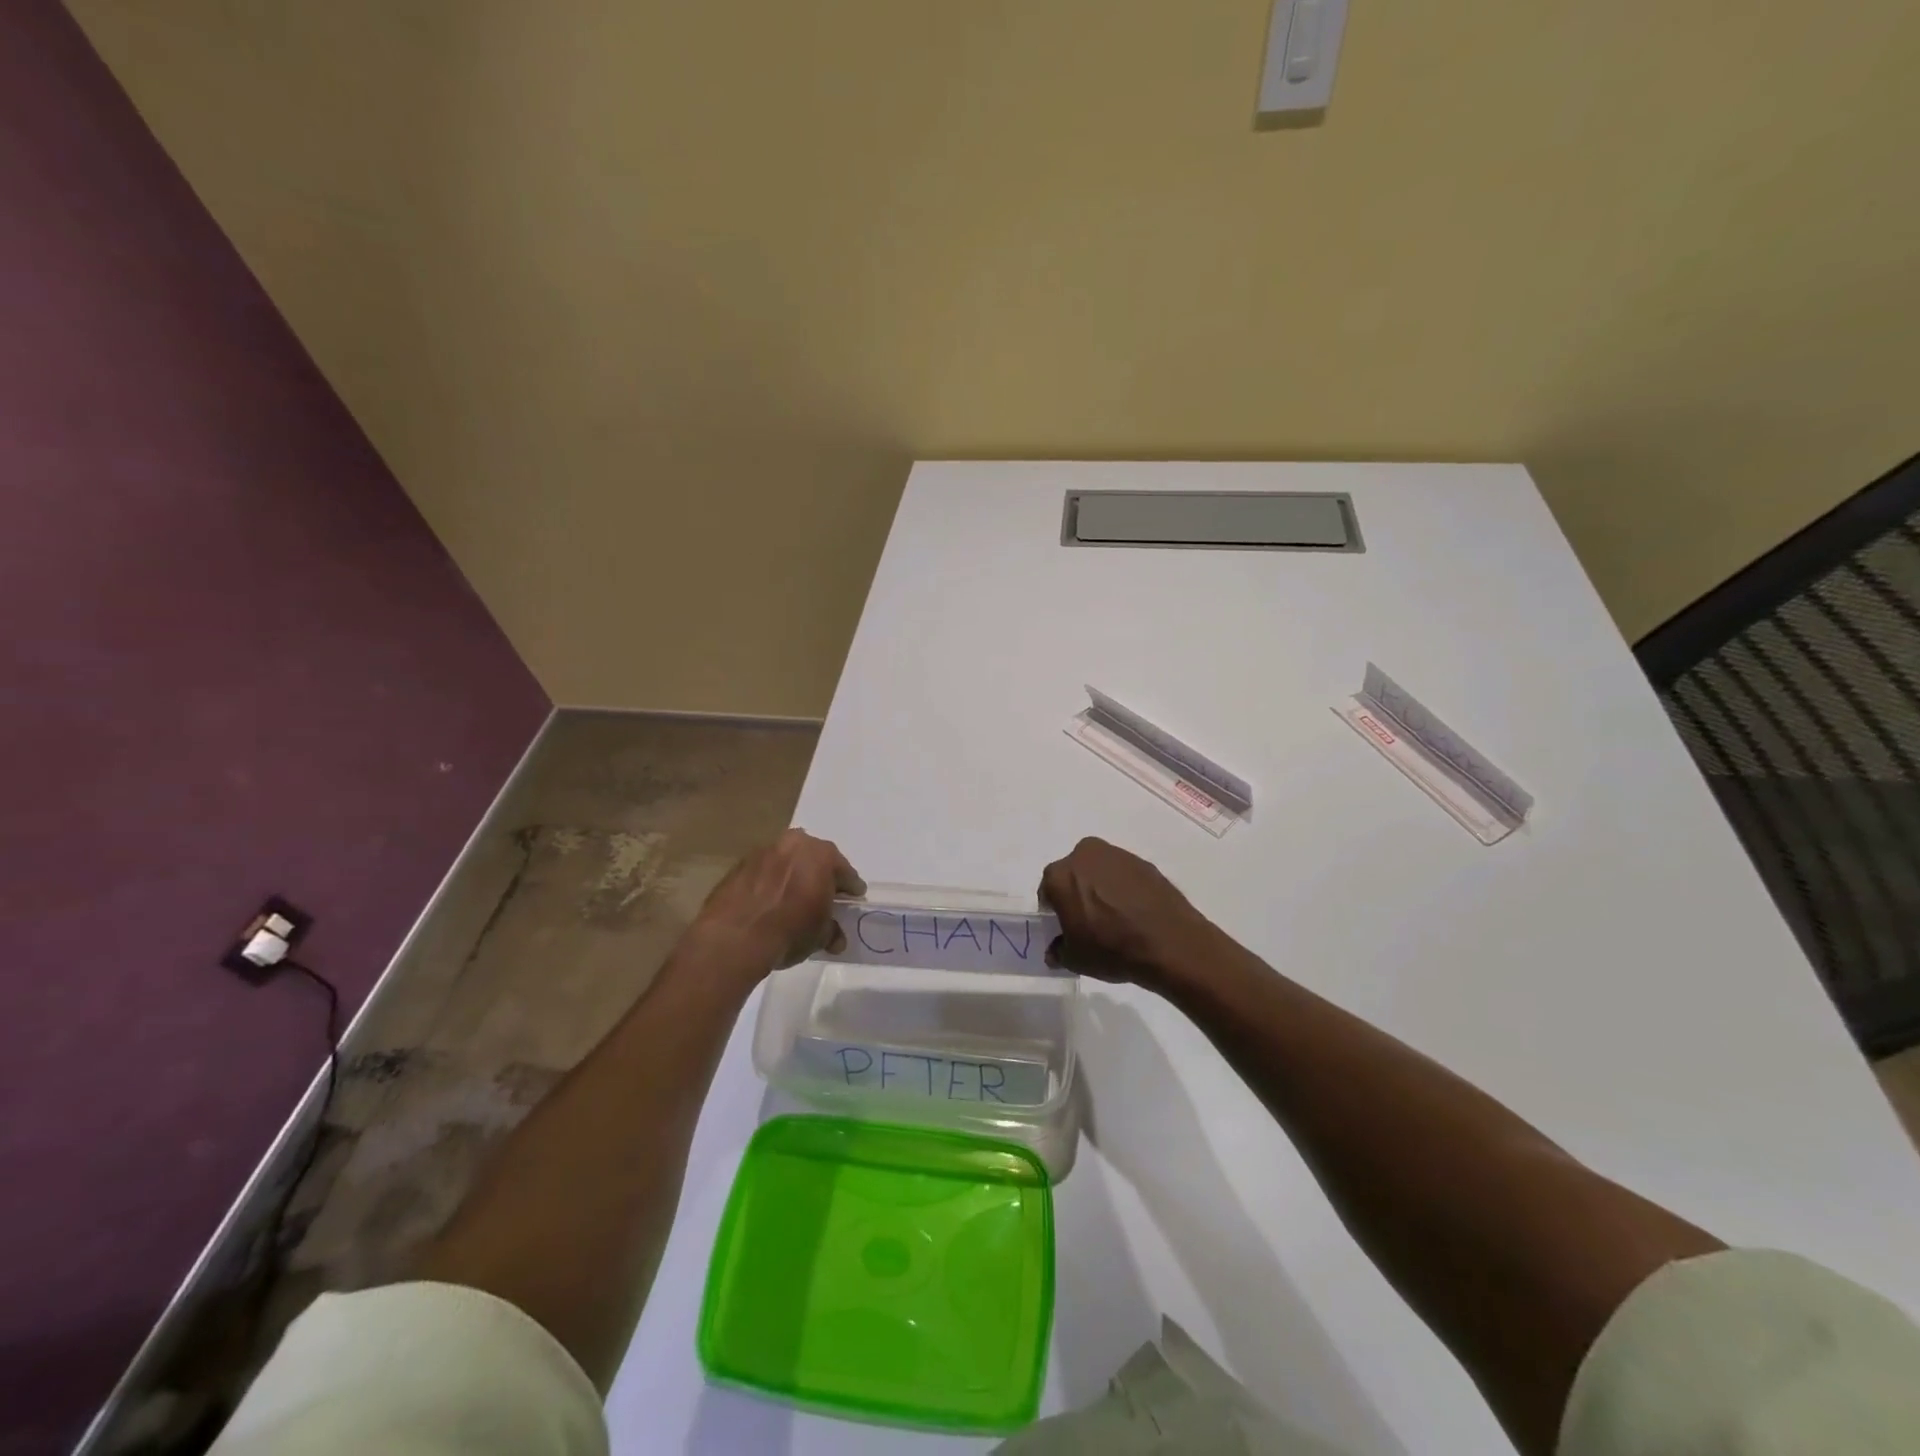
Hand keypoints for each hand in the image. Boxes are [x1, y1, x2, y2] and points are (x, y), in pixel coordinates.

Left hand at [692, 829, 864, 975]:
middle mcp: (795, 844)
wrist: (734, 937)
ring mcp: (764, 851)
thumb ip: (830, 931)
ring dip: (793, 874)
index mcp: (822, 855)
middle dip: (821, 874)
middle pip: (815, 858)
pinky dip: (770, 881)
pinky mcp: (740, 864)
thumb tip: (835, 938)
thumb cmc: (789, 931)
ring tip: (794, 896)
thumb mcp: (819, 936)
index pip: (844, 871)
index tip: (854, 896)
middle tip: (825, 893)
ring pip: (787, 860)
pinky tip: (769, 900)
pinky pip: (764, 871)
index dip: (850, 886)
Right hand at [1038, 837, 1216, 989]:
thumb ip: (1059, 951)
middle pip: (1073, 874)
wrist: (1169, 943)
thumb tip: (1056, 950)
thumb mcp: (1076, 959)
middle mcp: (1085, 855)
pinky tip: (1135, 912)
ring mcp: (1117, 855)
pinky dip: (1125, 888)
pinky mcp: (1144, 862)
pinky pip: (1124, 875)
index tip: (1064, 926)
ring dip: (1101, 887)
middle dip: (1077, 892)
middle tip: (1089, 919)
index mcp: (1060, 875)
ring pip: (1099, 870)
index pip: (1048, 891)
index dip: (1054, 910)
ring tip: (1115, 916)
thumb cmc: (1112, 949)